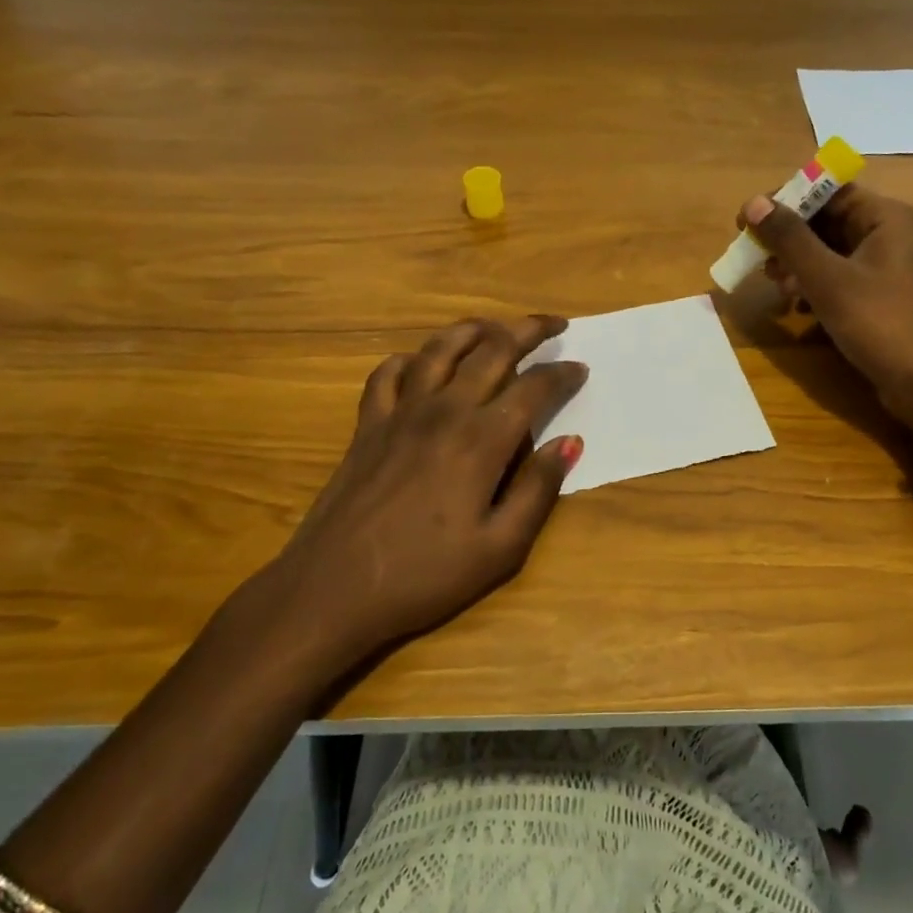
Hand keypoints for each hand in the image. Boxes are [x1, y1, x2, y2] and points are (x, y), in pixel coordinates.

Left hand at [260, 315, 587, 660]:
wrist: (332, 589)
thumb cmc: (425, 575)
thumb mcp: (500, 548)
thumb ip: (538, 490)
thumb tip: (570, 442)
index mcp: (482, 440)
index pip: (534, 388)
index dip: (561, 374)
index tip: (580, 368)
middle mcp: (443, 411)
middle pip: (491, 350)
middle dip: (527, 330)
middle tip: (553, 324)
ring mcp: (400, 414)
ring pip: (439, 349)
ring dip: (472, 329)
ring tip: (494, 326)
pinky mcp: (367, 426)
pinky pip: (387, 374)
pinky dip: (409, 359)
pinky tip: (419, 363)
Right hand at [740, 184, 912, 436]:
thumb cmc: (879, 322)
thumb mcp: (828, 279)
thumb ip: (790, 239)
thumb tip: (753, 202)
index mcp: (883, 216)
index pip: (826, 189)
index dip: (785, 200)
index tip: (747, 220)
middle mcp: (884, 233)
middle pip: (824, 219)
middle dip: (787, 237)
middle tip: (755, 257)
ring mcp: (881, 266)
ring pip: (826, 250)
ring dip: (795, 263)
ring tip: (773, 285)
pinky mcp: (874, 295)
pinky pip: (834, 277)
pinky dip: (811, 285)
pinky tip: (794, 306)